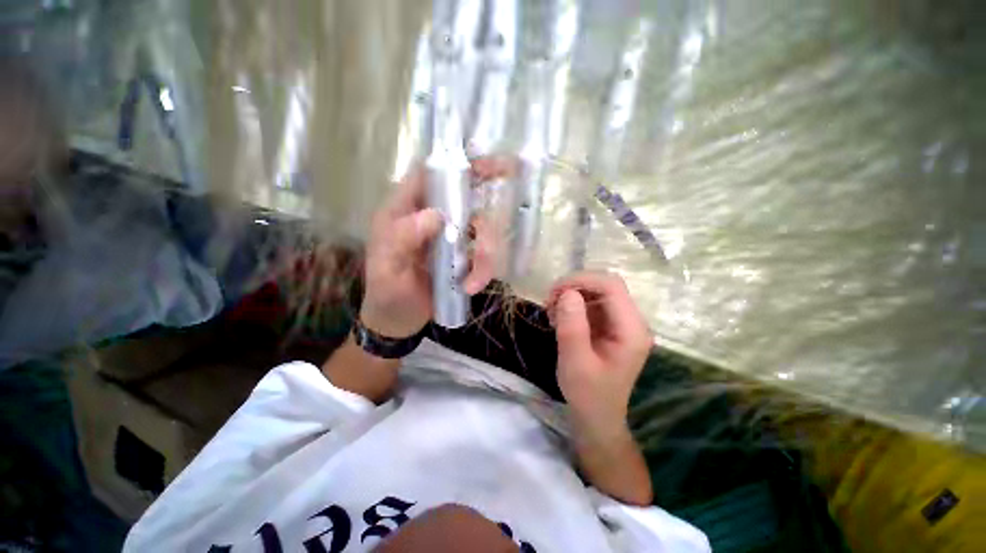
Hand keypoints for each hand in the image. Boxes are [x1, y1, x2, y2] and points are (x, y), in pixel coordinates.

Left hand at [360, 162, 508, 337]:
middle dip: (487, 186)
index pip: (427, 172)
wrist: (399, 320)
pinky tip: (473, 286)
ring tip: (475, 281)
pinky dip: (484, 270)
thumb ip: (403, 240)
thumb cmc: (387, 293)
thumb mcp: (387, 268)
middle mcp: (430, 216)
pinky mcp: (463, 255)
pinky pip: (483, 253)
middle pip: (464, 192)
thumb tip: (436, 216)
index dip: (454, 161)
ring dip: (486, 251)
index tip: (483, 159)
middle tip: (510, 173)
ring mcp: (450, 235)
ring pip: (480, 226)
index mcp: (405, 210)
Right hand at [547, 271, 651, 434]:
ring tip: (552, 314)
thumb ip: (572, 327)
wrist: (596, 417)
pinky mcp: (610, 326)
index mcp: (631, 330)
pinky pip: (591, 304)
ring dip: (571, 296)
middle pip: (605, 285)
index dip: (582, 280)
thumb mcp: (575, 363)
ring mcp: (621, 323)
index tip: (554, 292)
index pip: (611, 286)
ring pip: (596, 292)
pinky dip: (572, 305)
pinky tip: (559, 319)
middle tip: (549, 303)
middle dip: (574, 287)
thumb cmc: (588, 395)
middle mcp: (631, 321)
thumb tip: (568, 293)